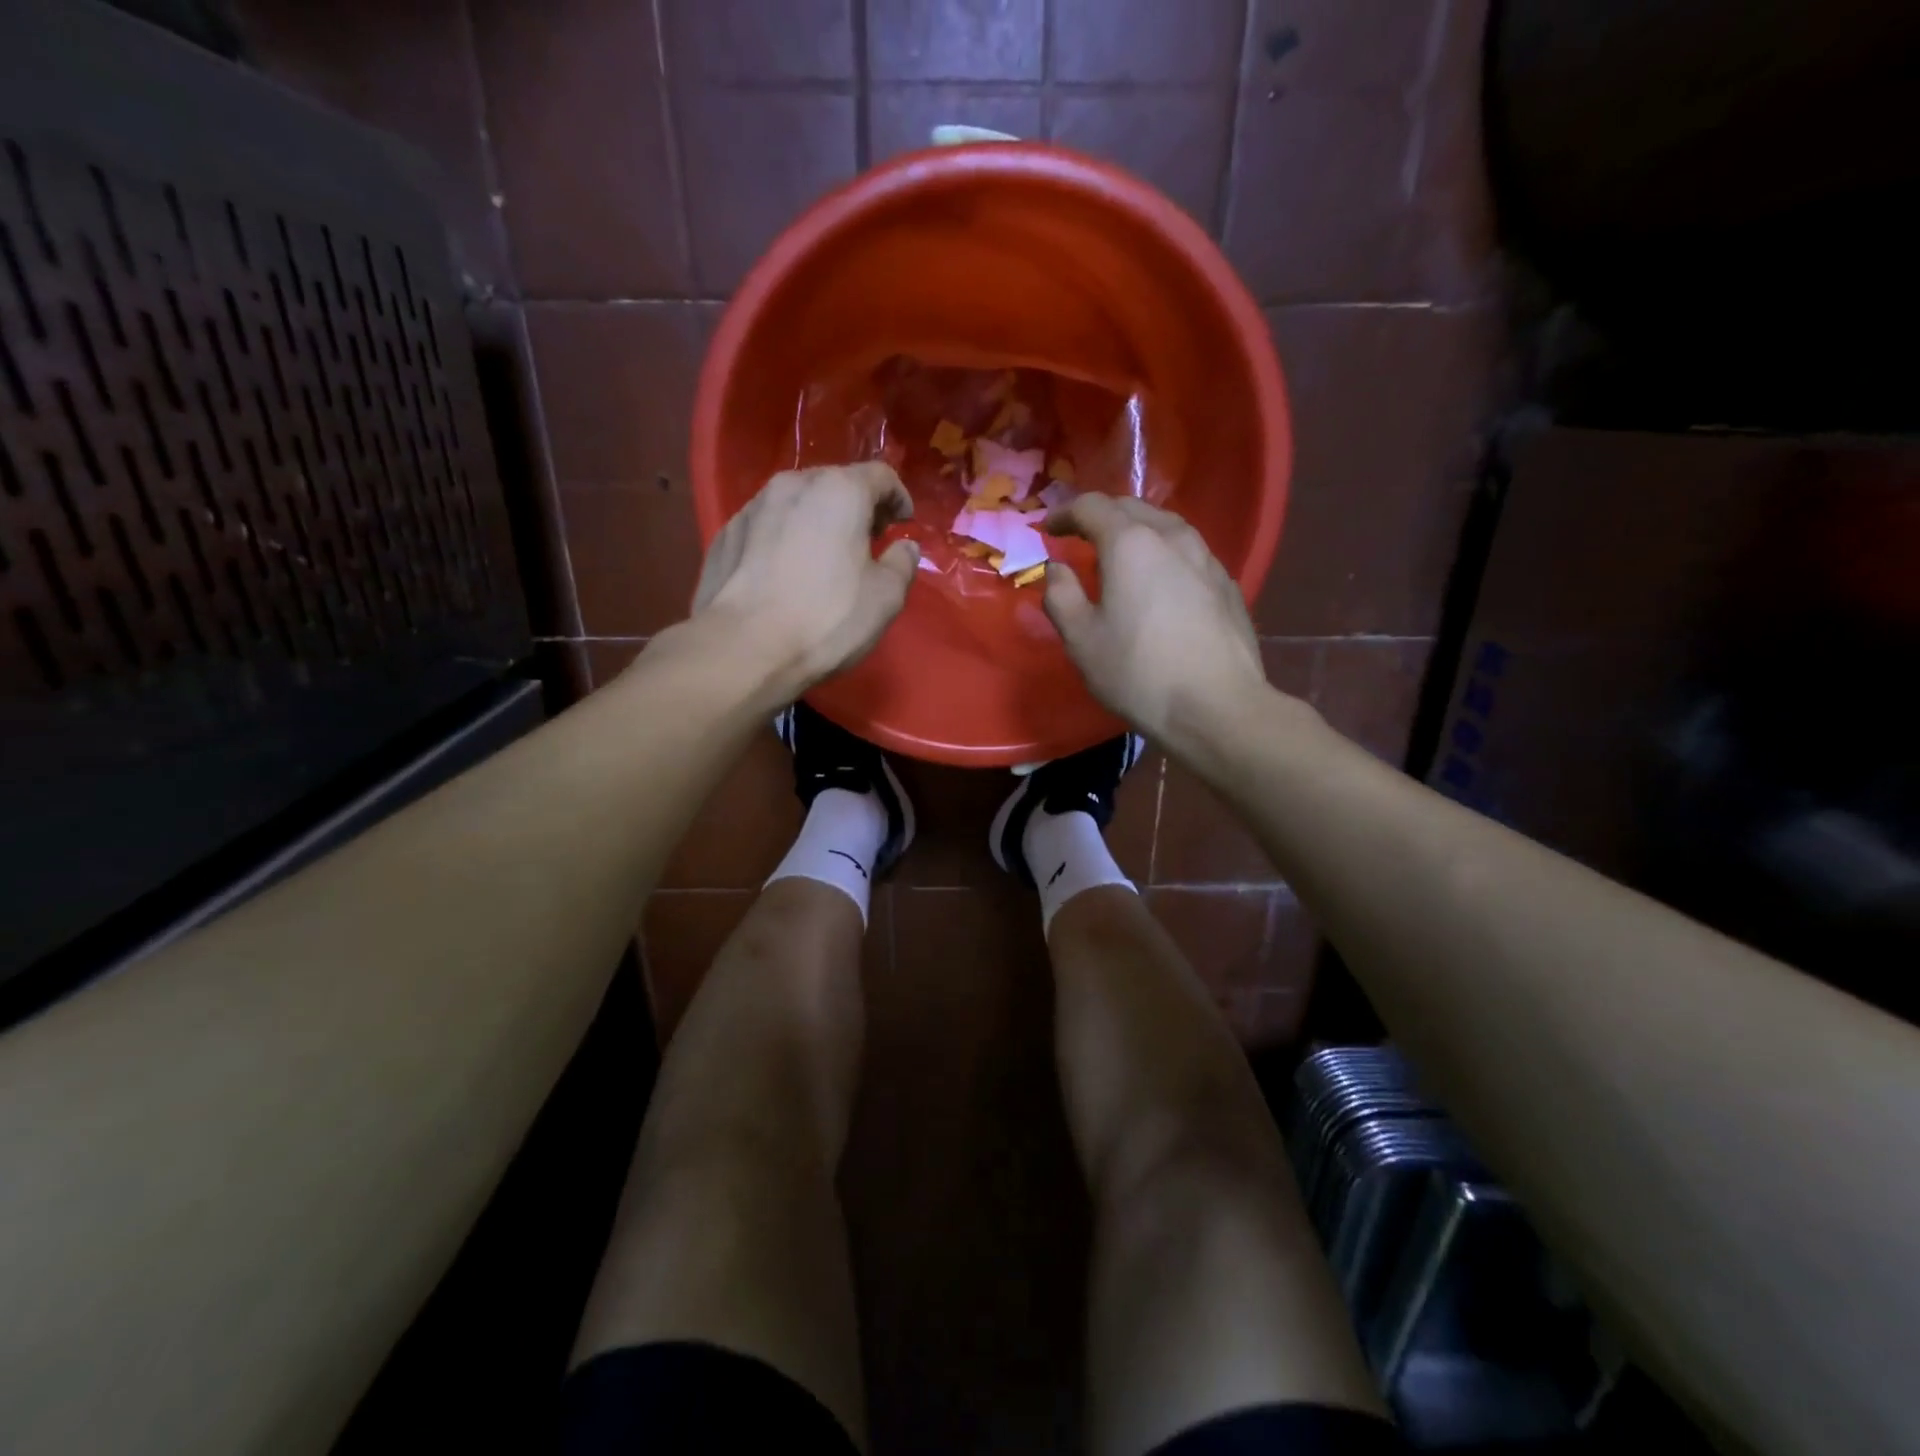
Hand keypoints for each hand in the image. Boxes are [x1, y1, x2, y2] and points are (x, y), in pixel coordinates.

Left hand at [692, 463, 920, 698]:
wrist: (744, 648)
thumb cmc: (827, 618)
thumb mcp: (885, 597)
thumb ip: (902, 564)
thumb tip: (904, 547)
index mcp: (839, 491)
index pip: (880, 475)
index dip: (898, 498)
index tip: (903, 524)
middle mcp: (793, 485)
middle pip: (835, 483)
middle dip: (856, 507)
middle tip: (867, 541)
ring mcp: (753, 507)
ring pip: (797, 503)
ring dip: (817, 521)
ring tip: (824, 557)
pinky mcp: (726, 534)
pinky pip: (767, 526)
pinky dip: (785, 538)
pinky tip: (786, 573)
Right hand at [1042, 495, 1269, 747]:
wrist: (1217, 707)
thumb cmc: (1138, 673)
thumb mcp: (1081, 640)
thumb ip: (1060, 595)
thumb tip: (1056, 568)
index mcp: (1130, 543)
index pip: (1091, 506)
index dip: (1065, 513)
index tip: (1048, 529)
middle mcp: (1172, 537)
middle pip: (1131, 508)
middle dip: (1101, 516)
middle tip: (1080, 537)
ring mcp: (1207, 558)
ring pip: (1165, 526)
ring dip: (1136, 531)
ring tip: (1120, 555)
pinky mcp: (1227, 584)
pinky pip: (1188, 553)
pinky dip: (1163, 554)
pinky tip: (1160, 582)